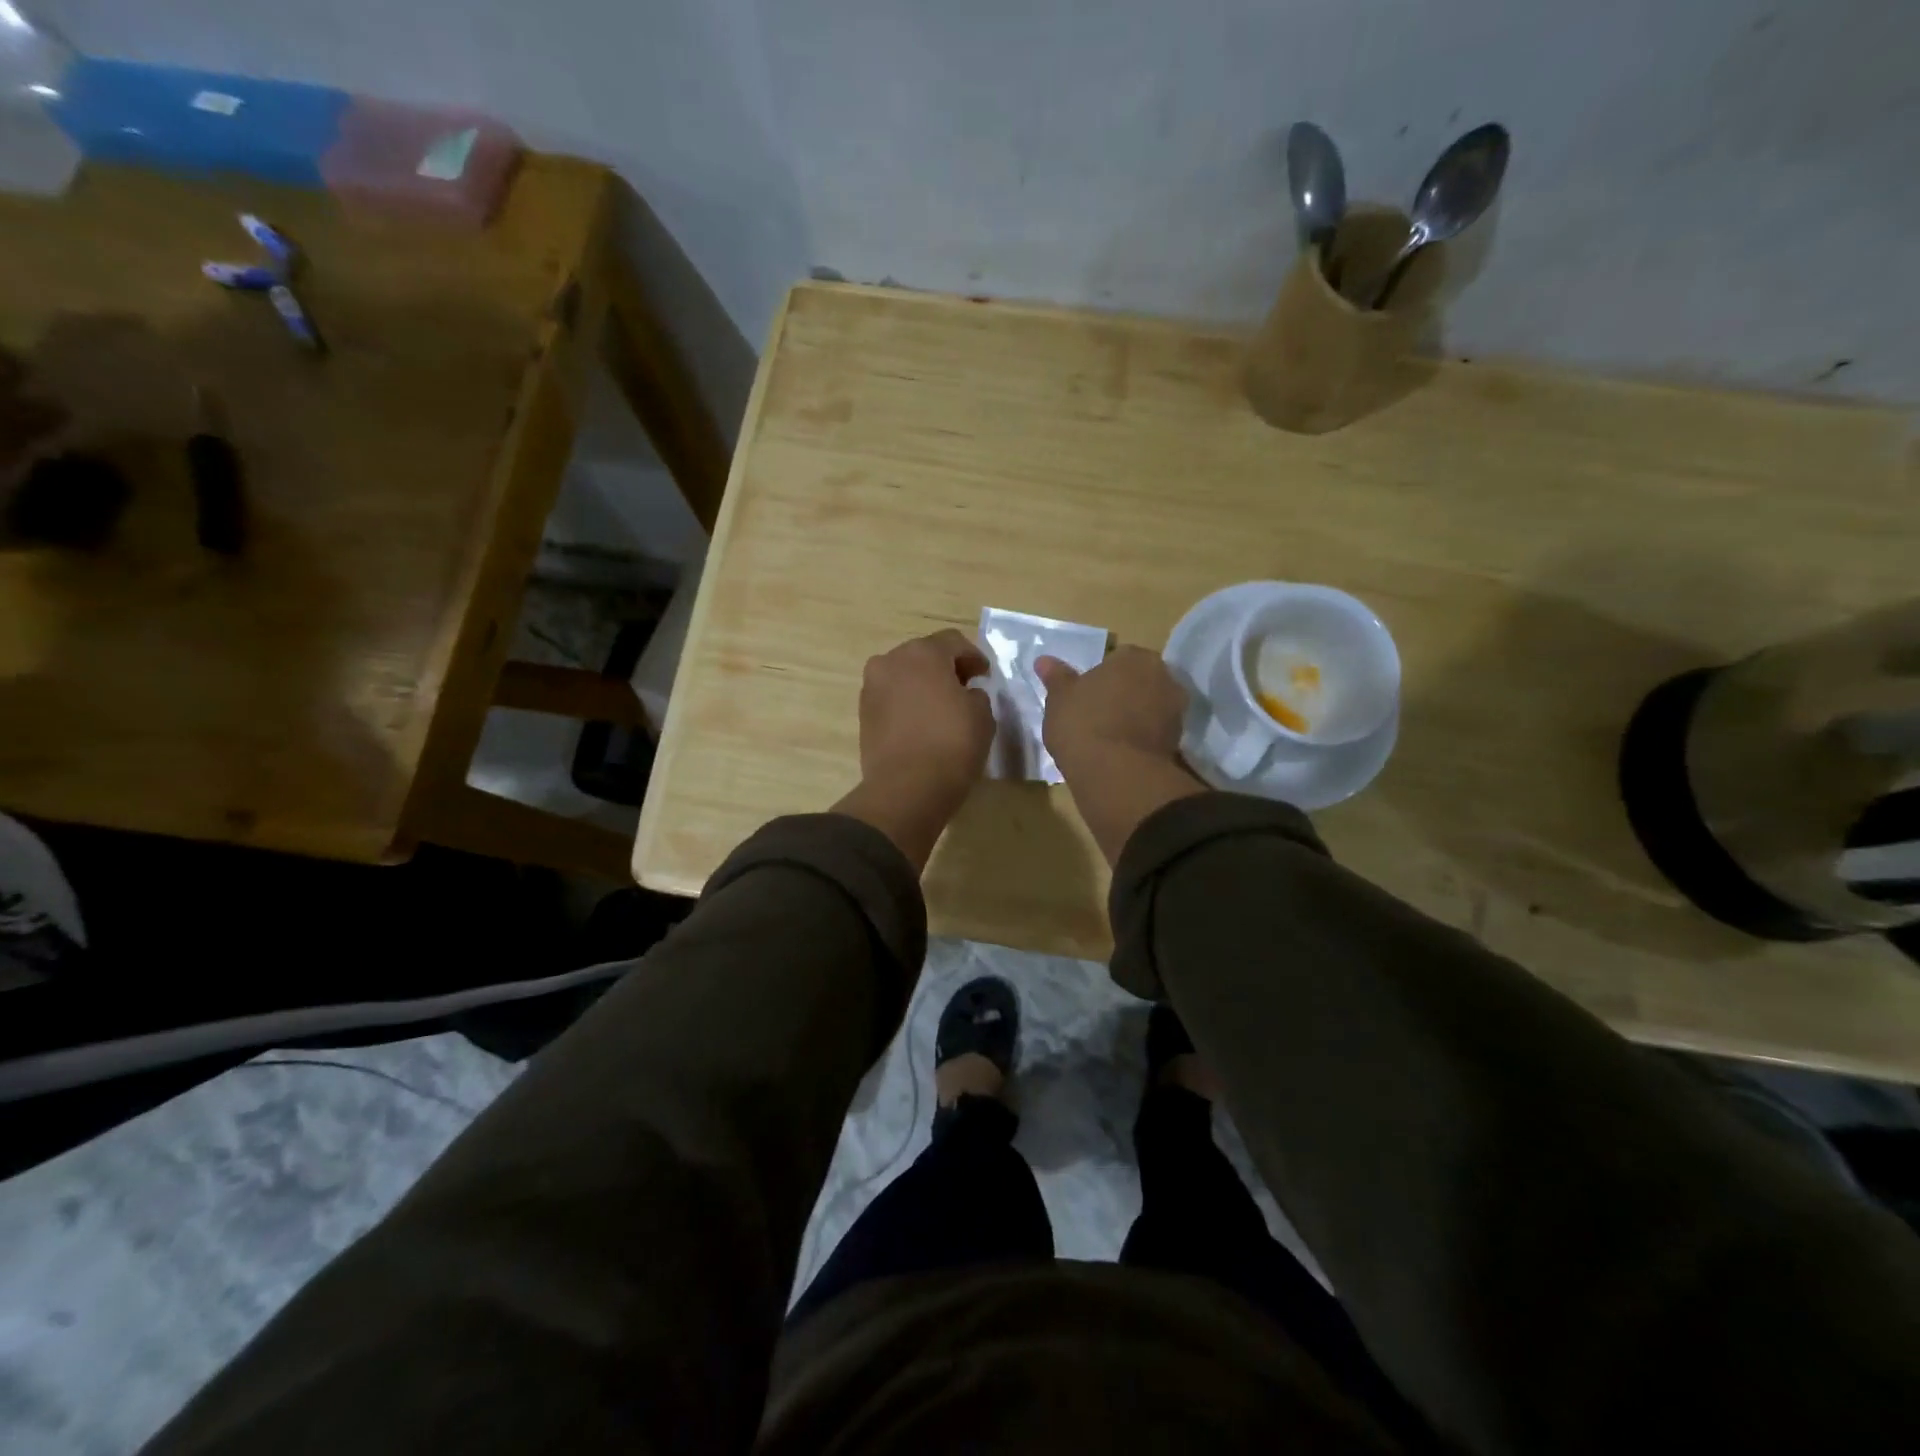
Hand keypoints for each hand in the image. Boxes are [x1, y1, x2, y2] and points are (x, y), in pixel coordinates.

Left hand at [835, 629, 995, 869]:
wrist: (906, 788)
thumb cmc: (951, 744)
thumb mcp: (982, 714)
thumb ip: (976, 694)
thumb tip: (965, 694)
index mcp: (922, 653)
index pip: (953, 642)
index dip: (973, 657)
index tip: (985, 676)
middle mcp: (890, 661)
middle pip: (924, 655)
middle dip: (944, 668)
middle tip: (964, 688)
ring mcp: (872, 687)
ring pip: (904, 676)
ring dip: (923, 685)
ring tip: (942, 707)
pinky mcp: (863, 714)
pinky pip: (892, 698)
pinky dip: (907, 703)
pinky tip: (922, 722)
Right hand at [1035, 645, 1186, 775]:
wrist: (1115, 773)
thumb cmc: (1083, 723)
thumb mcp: (1059, 698)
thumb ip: (1056, 677)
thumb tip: (1043, 660)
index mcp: (1135, 658)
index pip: (1118, 658)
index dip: (1102, 676)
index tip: (1086, 694)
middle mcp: (1163, 676)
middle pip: (1140, 680)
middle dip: (1124, 692)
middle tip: (1097, 712)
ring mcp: (1176, 710)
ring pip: (1150, 706)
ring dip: (1135, 715)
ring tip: (1108, 736)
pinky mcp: (1178, 741)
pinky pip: (1155, 732)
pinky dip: (1142, 738)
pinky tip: (1121, 752)